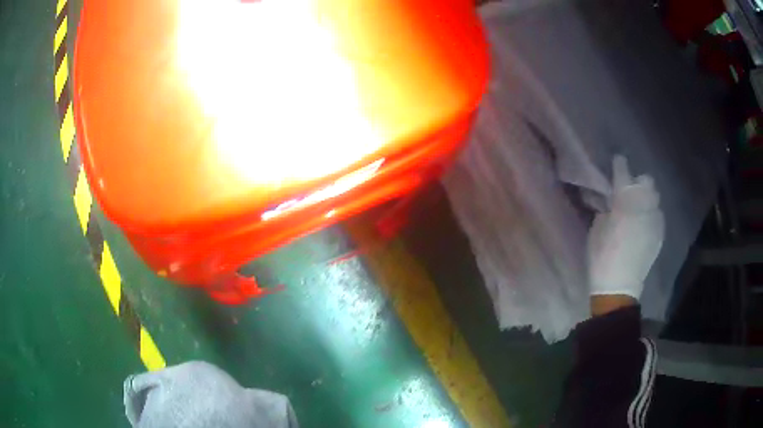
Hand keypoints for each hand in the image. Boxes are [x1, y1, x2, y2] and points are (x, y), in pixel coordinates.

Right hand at [588, 155, 664, 301]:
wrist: (619, 286)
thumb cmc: (602, 256)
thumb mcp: (597, 228)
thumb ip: (606, 207)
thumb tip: (610, 199)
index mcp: (624, 200)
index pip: (623, 171)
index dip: (620, 164)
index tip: (617, 161)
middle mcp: (644, 205)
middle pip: (647, 181)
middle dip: (638, 182)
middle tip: (629, 191)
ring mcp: (655, 219)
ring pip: (655, 197)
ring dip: (646, 197)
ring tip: (638, 208)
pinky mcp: (659, 233)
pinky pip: (657, 214)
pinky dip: (651, 214)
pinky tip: (643, 224)